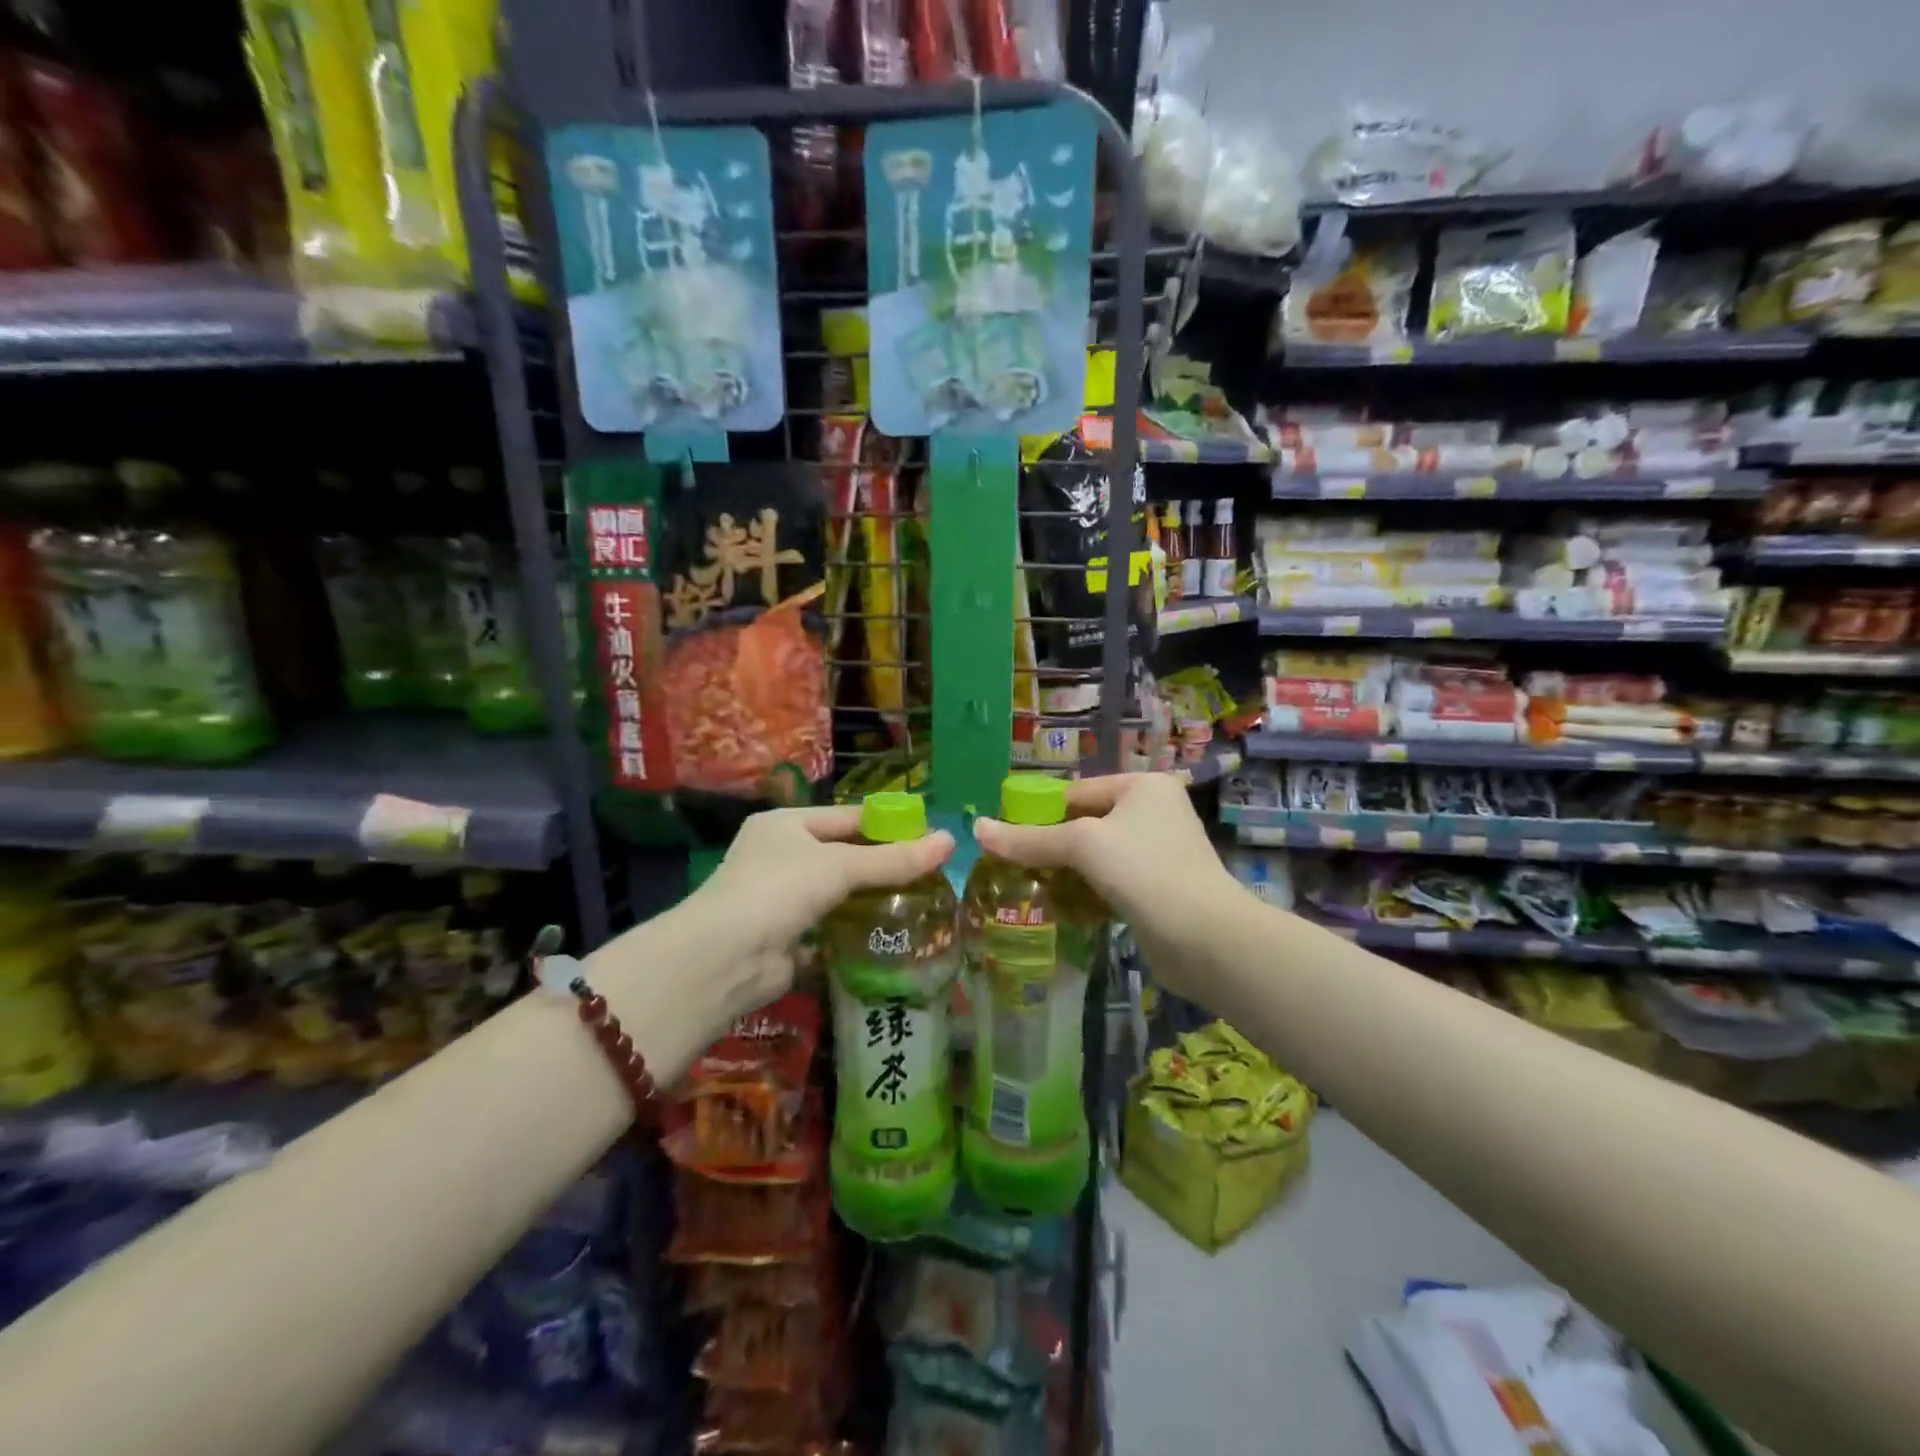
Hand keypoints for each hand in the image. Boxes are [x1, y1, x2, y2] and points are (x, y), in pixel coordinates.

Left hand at [682, 805, 955, 1022]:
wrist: (725, 958)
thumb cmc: (780, 889)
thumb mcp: (840, 866)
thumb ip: (894, 858)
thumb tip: (950, 840)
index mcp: (787, 824)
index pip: (848, 816)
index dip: (889, 824)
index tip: (930, 834)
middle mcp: (782, 856)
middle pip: (845, 855)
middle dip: (885, 864)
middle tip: (934, 872)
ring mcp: (782, 899)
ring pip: (840, 893)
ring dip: (874, 899)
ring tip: (925, 901)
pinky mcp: (789, 937)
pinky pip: (832, 927)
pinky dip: (857, 930)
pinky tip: (895, 933)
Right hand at [973, 772, 1233, 997]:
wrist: (1206, 938)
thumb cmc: (1144, 871)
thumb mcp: (1082, 846)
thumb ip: (1029, 839)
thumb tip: (977, 829)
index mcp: (1141, 786)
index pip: (1075, 792)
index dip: (1038, 813)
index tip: (1005, 838)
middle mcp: (1153, 811)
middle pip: (1084, 823)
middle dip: (1051, 846)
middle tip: (1012, 866)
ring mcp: (1158, 851)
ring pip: (1096, 856)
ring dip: (1066, 872)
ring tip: (1027, 887)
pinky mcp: (1158, 888)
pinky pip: (1110, 881)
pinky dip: (1086, 892)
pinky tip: (1060, 907)